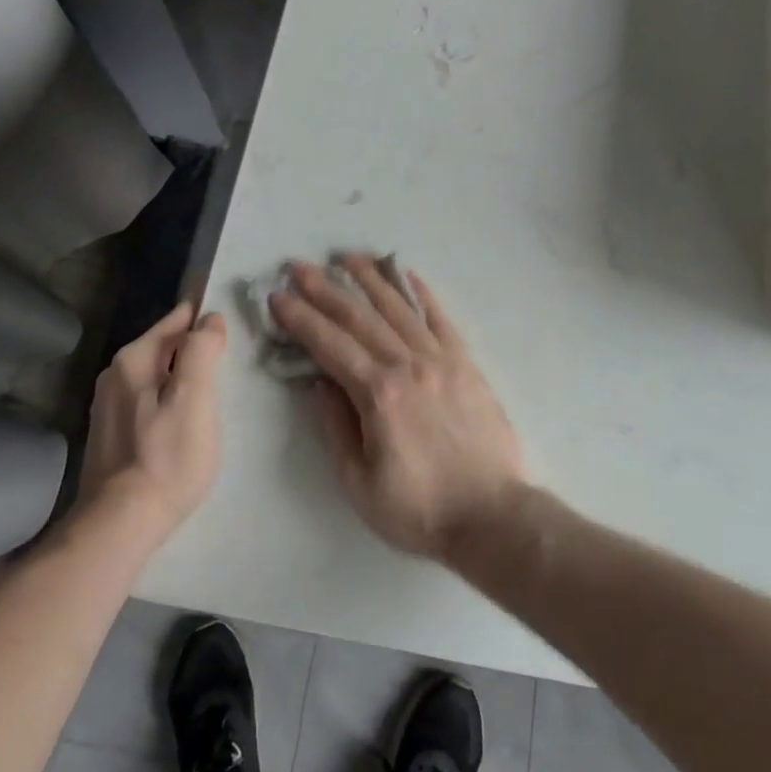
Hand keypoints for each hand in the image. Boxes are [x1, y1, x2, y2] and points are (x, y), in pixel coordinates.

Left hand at [77, 300, 227, 540]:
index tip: (233, 324)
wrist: (119, 525)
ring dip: (181, 376)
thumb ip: (202, 351)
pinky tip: (184, 419)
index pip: (177, 319)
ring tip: (213, 388)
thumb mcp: (195, 398)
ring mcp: (108, 405)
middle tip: (230, 358)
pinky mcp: (109, 434)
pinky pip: (147, 400)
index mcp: (134, 359)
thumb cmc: (166, 457)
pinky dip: (167, 400)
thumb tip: (210, 318)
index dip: (206, 318)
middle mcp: (114, 374)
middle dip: (194, 347)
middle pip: (165, 346)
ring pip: (156, 374)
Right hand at [268, 255, 526, 561]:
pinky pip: (440, 319)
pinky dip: (421, 293)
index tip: (278, 296)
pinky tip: (407, 274)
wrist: (492, 515)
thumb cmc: (419, 509)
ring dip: (370, 279)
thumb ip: (335, 427)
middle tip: (299, 266)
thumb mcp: (359, 482)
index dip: (301, 318)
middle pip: (360, 317)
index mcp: (378, 394)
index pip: (329, 345)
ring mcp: (441, 359)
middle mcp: (408, 365)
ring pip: (398, 308)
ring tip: (347, 256)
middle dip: (325, 289)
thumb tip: (318, 382)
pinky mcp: (466, 363)